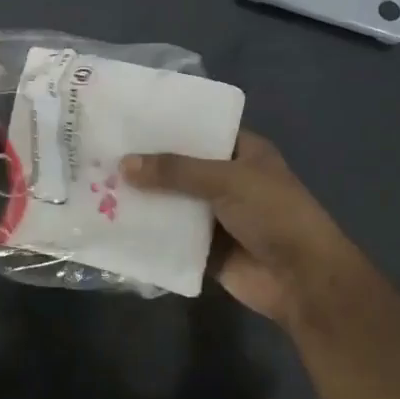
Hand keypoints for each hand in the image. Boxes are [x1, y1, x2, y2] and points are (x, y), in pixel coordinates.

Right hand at [121, 130, 362, 324]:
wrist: (302, 280)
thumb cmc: (273, 214)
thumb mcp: (226, 180)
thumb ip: (175, 171)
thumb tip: (124, 164)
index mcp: (243, 153)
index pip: (200, 130)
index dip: (168, 125)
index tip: (128, 119)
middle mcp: (228, 180)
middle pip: (181, 167)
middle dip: (148, 164)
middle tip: (101, 152)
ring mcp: (216, 216)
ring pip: (173, 202)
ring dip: (144, 199)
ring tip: (97, 185)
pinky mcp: (205, 249)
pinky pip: (171, 237)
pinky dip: (149, 233)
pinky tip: (112, 224)